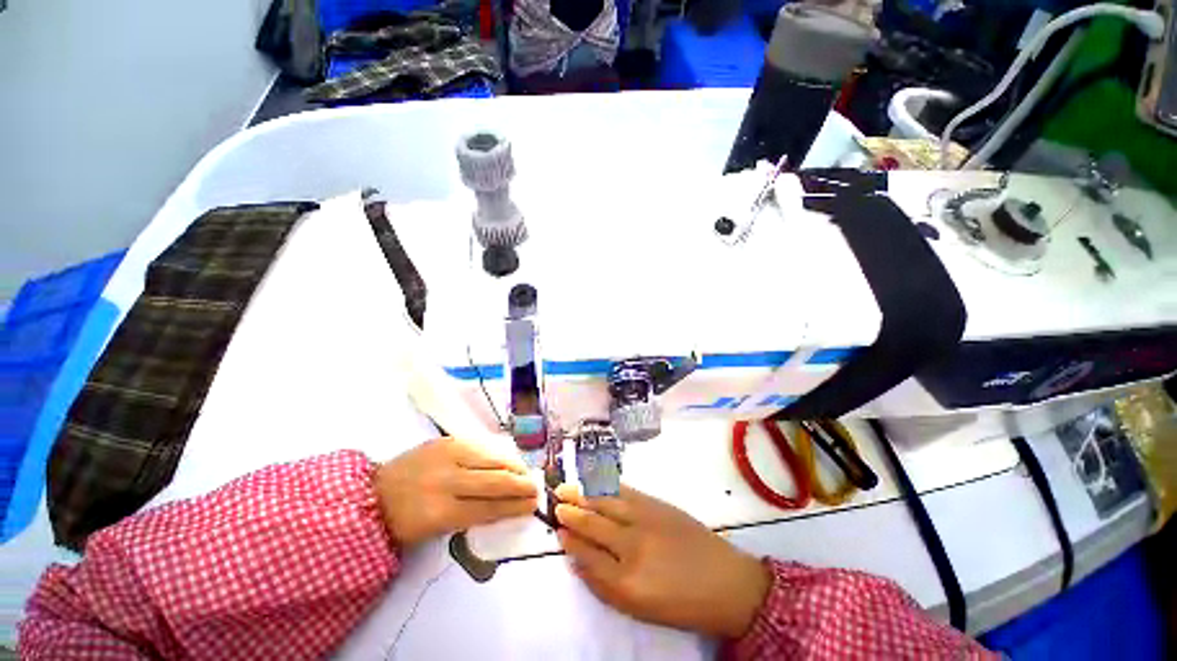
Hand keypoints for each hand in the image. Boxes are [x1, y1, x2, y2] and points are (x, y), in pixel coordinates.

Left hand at [375, 437, 536, 549]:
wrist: (375, 493)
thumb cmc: (406, 520)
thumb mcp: (437, 530)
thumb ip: (472, 516)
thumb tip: (505, 506)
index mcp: (441, 511)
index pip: (489, 507)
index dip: (514, 507)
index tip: (532, 506)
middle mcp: (447, 480)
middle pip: (495, 481)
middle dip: (520, 485)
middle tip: (536, 488)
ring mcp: (448, 455)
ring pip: (492, 460)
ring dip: (514, 467)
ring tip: (526, 473)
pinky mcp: (447, 440)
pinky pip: (481, 447)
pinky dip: (498, 455)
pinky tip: (507, 461)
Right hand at [554, 484, 770, 638]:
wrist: (727, 582)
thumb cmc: (682, 602)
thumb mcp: (639, 606)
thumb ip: (604, 584)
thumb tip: (579, 559)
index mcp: (626, 582)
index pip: (586, 556)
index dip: (570, 541)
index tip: (558, 530)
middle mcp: (632, 547)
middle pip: (592, 525)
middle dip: (571, 513)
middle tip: (556, 502)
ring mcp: (646, 520)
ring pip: (605, 503)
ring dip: (583, 494)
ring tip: (566, 488)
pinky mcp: (658, 504)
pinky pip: (625, 492)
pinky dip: (607, 487)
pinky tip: (596, 484)